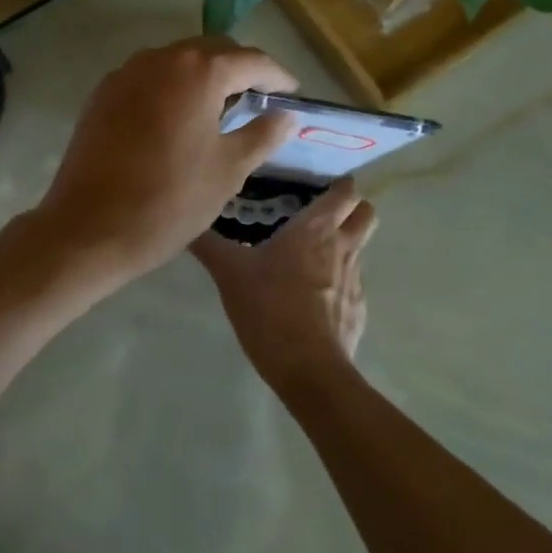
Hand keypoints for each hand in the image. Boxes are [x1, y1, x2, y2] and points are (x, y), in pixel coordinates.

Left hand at [34, 36, 297, 282]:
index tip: (292, 92)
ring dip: (202, 76)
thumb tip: (286, 117)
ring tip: (220, 108)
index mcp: (198, 71)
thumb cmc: (170, 200)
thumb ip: (261, 136)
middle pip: (211, 50)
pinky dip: (170, 88)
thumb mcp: (228, 171)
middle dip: (239, 69)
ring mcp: (124, 75)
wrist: (90, 227)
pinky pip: (147, 79)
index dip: (277, 75)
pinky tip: (177, 118)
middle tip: (259, 99)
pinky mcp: (101, 95)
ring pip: (175, 62)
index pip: (250, 60)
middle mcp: (159, 59)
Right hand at [191, 177, 377, 387]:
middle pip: (366, 214)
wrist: (308, 369)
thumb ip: (209, 245)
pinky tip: (310, 298)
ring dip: (342, 246)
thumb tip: (185, 223)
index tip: (322, 183)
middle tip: (321, 214)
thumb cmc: (269, 308)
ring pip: (358, 249)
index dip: (339, 184)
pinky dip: (337, 283)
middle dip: (351, 209)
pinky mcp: (358, 311)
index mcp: (315, 229)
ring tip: (309, 258)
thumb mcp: (229, 273)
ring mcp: (355, 281)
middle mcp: (343, 247)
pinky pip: (351, 285)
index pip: (345, 192)